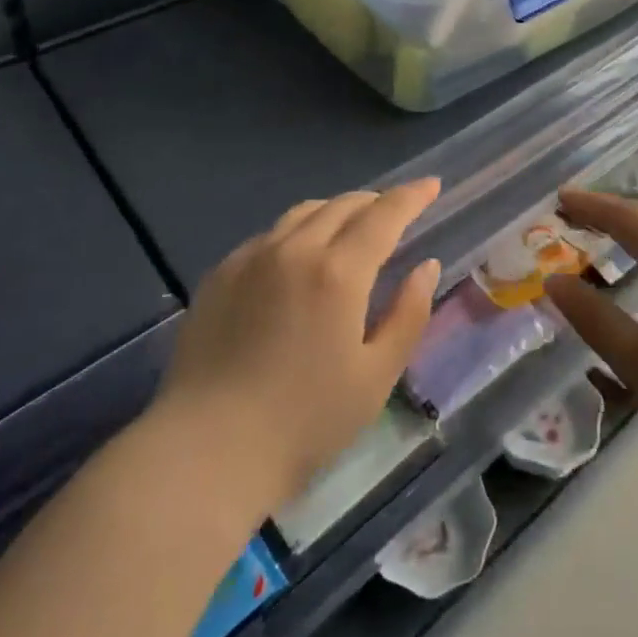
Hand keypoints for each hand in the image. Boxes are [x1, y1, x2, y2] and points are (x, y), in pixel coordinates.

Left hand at [152, 179, 442, 517]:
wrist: (205, 452)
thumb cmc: (304, 422)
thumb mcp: (375, 377)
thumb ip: (408, 314)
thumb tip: (426, 265)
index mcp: (339, 272)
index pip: (385, 214)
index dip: (412, 196)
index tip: (431, 184)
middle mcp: (296, 248)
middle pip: (344, 205)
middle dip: (376, 202)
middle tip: (394, 213)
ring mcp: (253, 256)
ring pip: (304, 212)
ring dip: (336, 211)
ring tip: (349, 228)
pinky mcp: (221, 273)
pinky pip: (270, 235)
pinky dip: (298, 232)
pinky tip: (297, 258)